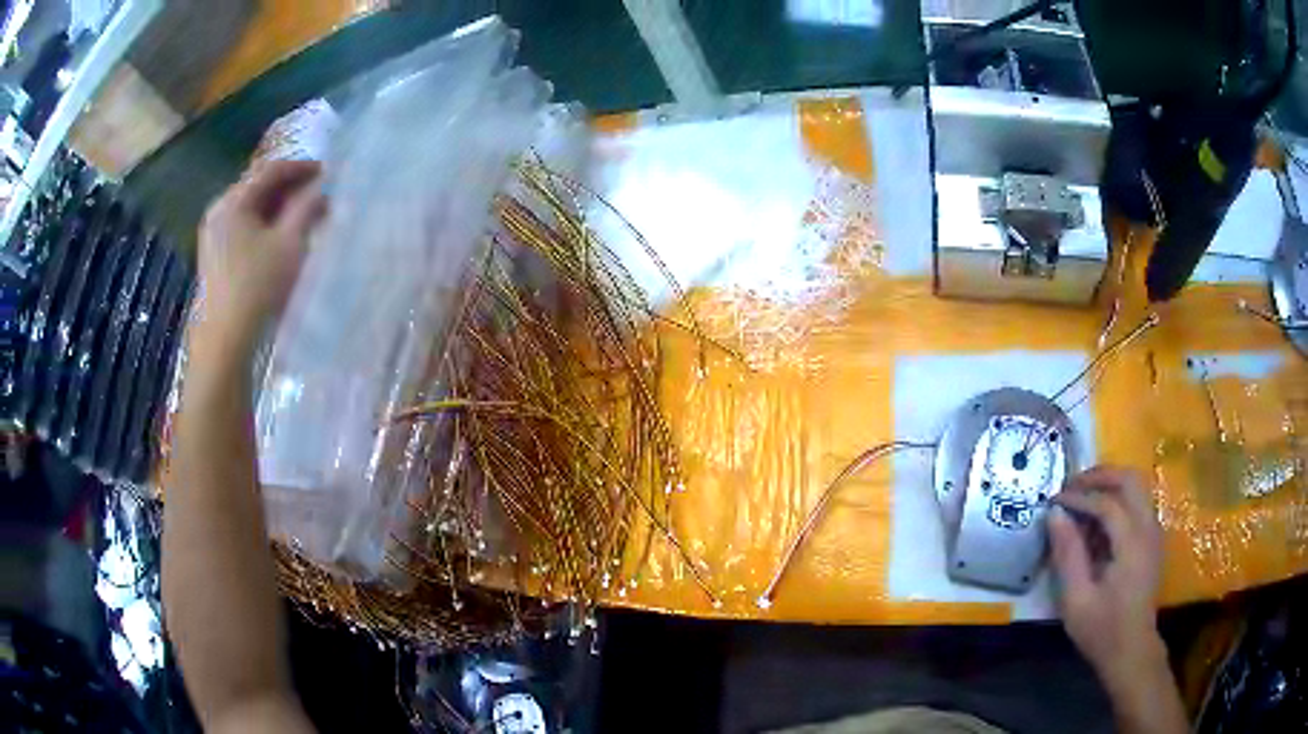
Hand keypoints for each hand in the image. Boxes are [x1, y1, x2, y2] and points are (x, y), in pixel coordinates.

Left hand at [194, 160, 325, 353]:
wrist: (225, 343)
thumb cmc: (257, 287)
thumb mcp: (289, 243)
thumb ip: (307, 207)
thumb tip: (322, 187)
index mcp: (233, 201)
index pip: (271, 171)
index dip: (301, 168)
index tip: (328, 173)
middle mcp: (218, 211)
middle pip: (259, 189)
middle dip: (291, 190)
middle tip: (319, 197)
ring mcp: (213, 236)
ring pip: (252, 211)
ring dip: (280, 210)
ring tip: (305, 219)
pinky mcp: (214, 258)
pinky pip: (244, 229)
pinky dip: (266, 227)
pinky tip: (282, 240)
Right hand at [1049, 466, 1164, 684]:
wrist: (1131, 650)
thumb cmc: (1102, 629)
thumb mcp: (1077, 600)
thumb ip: (1068, 555)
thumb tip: (1054, 515)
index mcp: (1132, 544)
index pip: (1107, 503)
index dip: (1079, 497)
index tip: (1053, 500)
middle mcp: (1148, 528)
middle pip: (1129, 480)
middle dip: (1099, 476)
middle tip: (1071, 487)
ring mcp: (1153, 531)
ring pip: (1136, 486)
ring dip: (1109, 484)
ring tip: (1082, 498)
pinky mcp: (1152, 538)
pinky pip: (1137, 502)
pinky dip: (1117, 498)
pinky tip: (1097, 520)